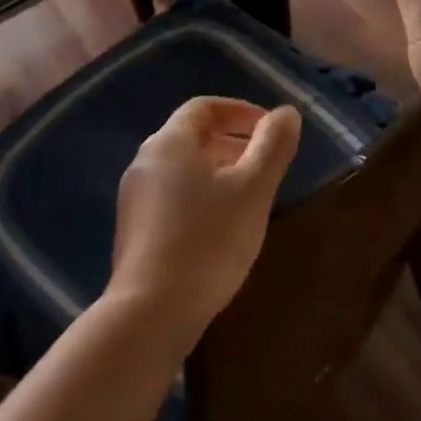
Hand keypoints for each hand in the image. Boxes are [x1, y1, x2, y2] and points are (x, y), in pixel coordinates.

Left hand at [108, 97, 301, 346]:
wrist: (150, 313)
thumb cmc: (208, 240)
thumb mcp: (253, 189)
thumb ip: (273, 146)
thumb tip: (286, 113)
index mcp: (170, 142)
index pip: (205, 107)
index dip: (241, 111)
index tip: (271, 129)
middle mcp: (145, 161)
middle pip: (192, 136)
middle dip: (233, 142)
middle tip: (266, 164)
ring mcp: (135, 197)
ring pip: (183, 168)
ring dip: (218, 171)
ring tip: (249, 196)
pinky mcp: (133, 229)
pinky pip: (172, 195)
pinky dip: (200, 195)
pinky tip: (221, 226)